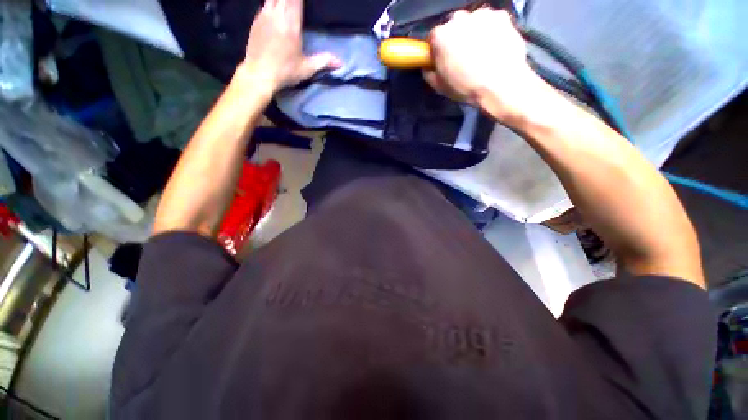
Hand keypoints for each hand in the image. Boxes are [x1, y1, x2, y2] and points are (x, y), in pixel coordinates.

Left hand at [242, 0, 340, 91]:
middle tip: (298, 3)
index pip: (296, 0)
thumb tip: (340, 62)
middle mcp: (277, 14)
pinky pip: (265, 3)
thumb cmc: (285, 72)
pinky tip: (276, 7)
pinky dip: (272, 2)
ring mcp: (264, 15)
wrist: (259, 74)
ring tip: (288, 4)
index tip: (306, 3)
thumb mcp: (307, 69)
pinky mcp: (256, 20)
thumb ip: (323, 61)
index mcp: (291, 24)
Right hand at [424, 9, 540, 121]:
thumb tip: (427, 67)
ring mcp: (481, 15)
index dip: (436, 49)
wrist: (501, 84)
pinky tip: (493, 46)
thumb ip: (429, 74)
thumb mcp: (440, 87)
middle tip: (462, 56)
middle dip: (455, 38)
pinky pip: (491, 21)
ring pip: (472, 22)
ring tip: (480, 51)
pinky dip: (490, 30)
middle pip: (453, 26)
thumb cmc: (466, 87)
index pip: (433, 38)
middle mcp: (459, 19)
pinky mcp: (501, 16)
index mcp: (441, 36)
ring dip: (473, 32)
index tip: (441, 59)